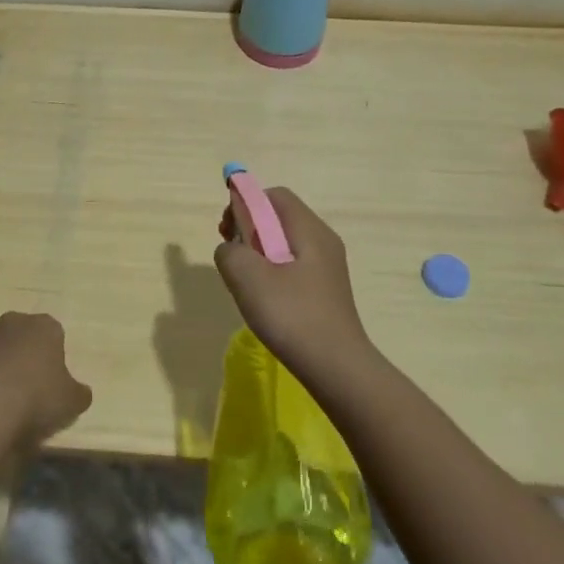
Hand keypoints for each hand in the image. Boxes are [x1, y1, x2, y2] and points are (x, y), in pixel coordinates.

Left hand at [0, 311, 92, 459]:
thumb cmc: (35, 399)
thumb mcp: (71, 402)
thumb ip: (78, 393)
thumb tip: (80, 393)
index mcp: (43, 327)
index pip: (55, 334)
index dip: (55, 359)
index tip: (54, 385)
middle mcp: (10, 325)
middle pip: (22, 339)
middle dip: (25, 360)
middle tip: (30, 394)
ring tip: (3, 410)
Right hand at [214, 187, 371, 376]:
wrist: (336, 368)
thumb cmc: (292, 315)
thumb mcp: (248, 277)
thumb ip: (230, 251)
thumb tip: (231, 249)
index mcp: (309, 230)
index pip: (274, 195)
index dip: (246, 203)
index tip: (227, 231)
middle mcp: (323, 241)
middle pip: (280, 217)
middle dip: (249, 228)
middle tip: (231, 255)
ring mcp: (327, 267)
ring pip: (284, 243)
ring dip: (258, 252)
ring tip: (244, 280)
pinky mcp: (325, 290)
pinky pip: (293, 266)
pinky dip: (272, 272)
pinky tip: (264, 299)